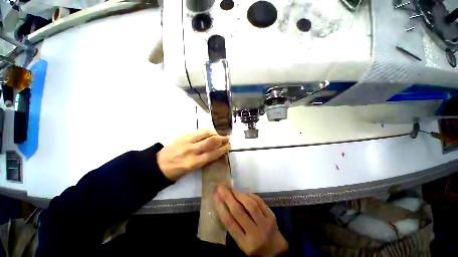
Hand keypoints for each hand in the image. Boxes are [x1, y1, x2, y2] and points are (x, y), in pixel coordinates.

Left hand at [157, 129, 230, 180]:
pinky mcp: (182, 136)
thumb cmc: (176, 171)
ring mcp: (186, 141)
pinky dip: (204, 132)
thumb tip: (214, 151)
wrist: (157, 165)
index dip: (223, 149)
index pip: (213, 153)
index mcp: (194, 162)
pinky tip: (207, 133)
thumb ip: (203, 160)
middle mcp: (191, 150)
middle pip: (211, 141)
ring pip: (204, 132)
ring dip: (214, 132)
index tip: (229, 145)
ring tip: (218, 133)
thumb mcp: (191, 170)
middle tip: (227, 137)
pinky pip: (196, 131)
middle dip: (222, 138)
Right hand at [213, 185, 288, 256]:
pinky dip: (249, 194)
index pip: (229, 222)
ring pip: (250, 204)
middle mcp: (255, 234)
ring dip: (238, 194)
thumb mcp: (241, 241)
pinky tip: (243, 192)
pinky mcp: (271, 215)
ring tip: (231, 188)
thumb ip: (233, 225)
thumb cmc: (254, 246)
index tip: (215, 195)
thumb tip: (223, 203)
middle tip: (221, 187)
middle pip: (238, 211)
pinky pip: (259, 201)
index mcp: (244, 243)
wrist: (276, 250)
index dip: (220, 207)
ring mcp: (265, 223)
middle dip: (227, 196)